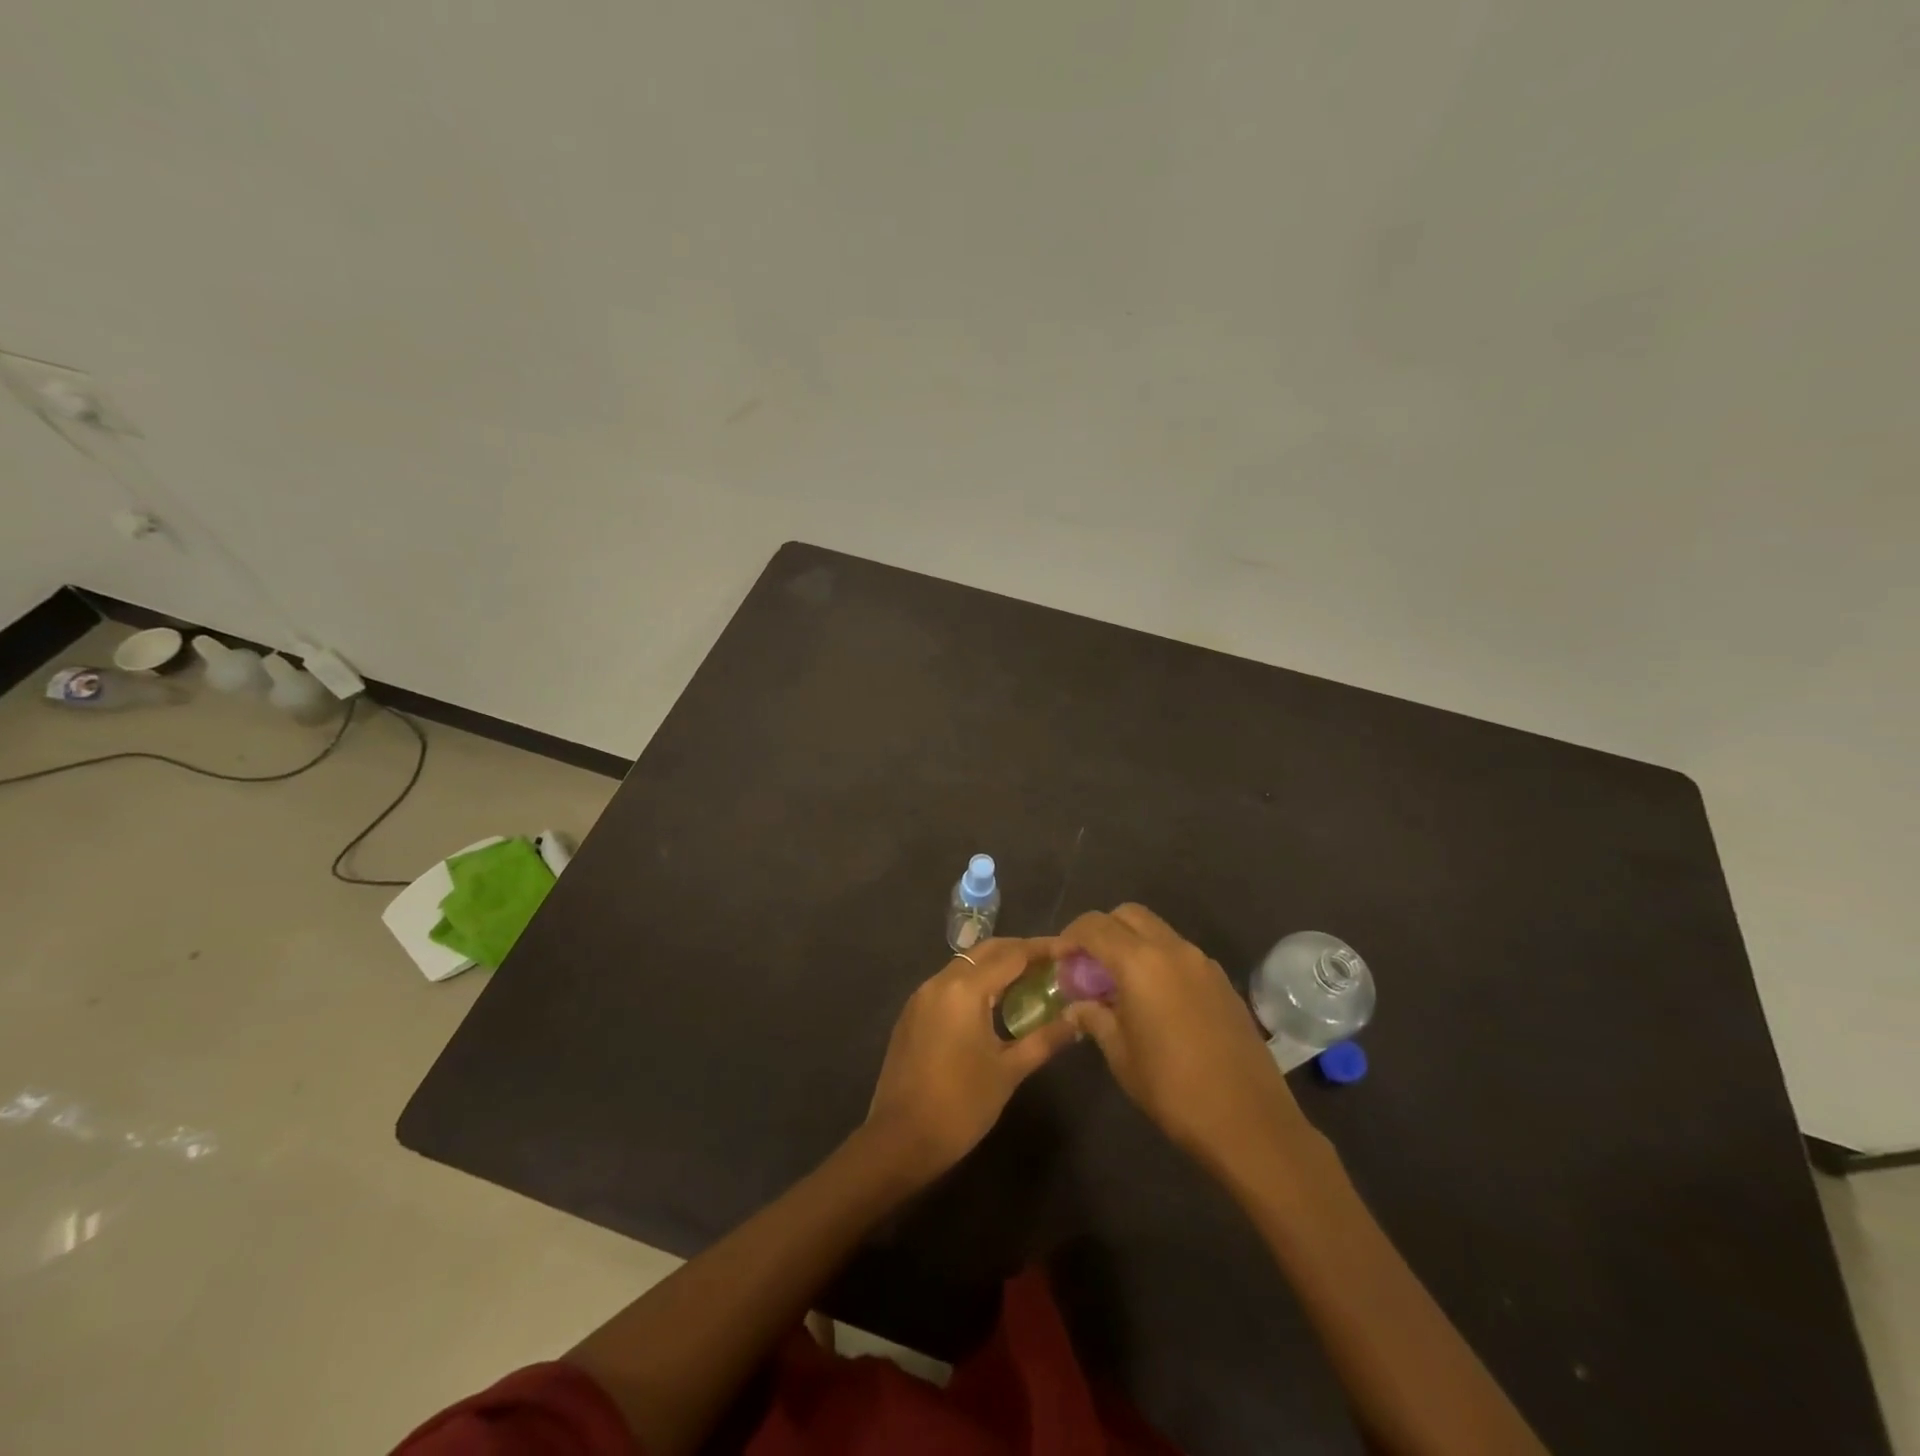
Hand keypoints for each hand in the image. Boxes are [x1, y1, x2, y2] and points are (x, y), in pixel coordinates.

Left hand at [864, 937, 1079, 1182]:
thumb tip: (1078, 1020)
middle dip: (1021, 951)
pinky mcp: (912, 1013)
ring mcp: (922, 996)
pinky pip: (950, 983)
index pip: (1013, 954)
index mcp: (965, 989)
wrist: (900, 1140)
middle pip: (987, 951)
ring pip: (966, 965)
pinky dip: (976, 983)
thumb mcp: (1009, 1072)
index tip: (1072, 948)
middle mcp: (940, 981)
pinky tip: (994, 1003)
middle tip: (1053, 962)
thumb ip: (1045, 1039)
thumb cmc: (961, 1105)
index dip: (1045, 948)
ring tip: (1030, 981)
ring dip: (997, 966)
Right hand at [1063, 904, 1314, 1175]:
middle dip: (1102, 931)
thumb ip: (1095, 1018)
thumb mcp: (1121, 1055)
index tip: (1060, 960)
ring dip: (1132, 944)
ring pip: (1157, 931)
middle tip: (1089, 966)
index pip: (1095, 926)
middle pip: (1128, 915)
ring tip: (1120, 985)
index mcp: (1140, 962)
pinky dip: (1159, 961)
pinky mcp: (1222, 981)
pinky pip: (1180, 954)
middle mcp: (1173, 949)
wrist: (1250, 1121)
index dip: (1070, 936)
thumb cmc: (1173, 1089)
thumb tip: (1079, 1005)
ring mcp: (1203, 963)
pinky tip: (1155, 1001)